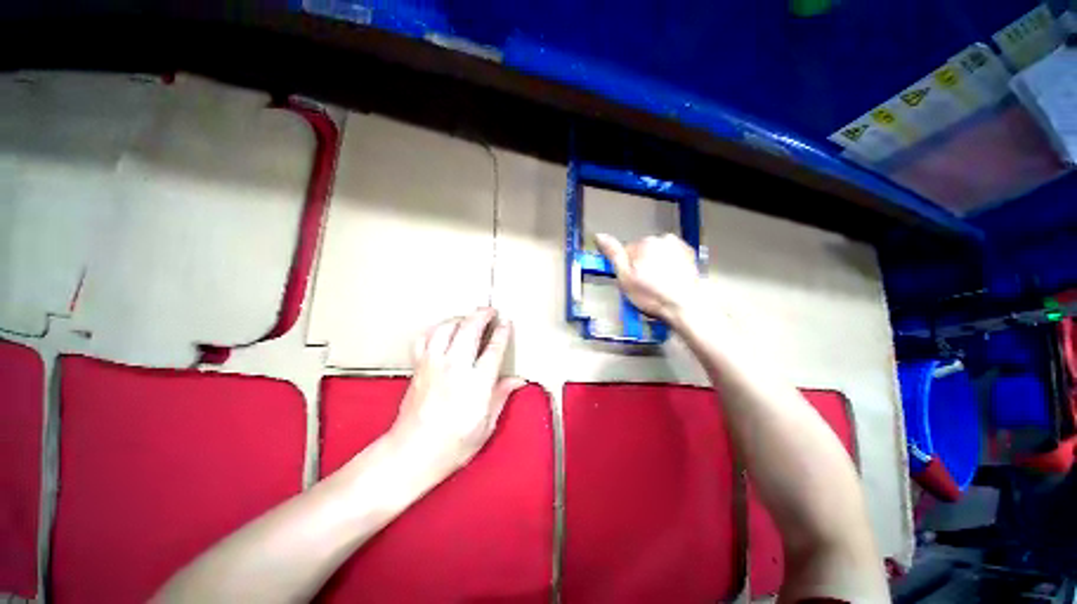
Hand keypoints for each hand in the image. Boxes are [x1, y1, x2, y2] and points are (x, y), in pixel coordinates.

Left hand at [387, 309, 524, 477]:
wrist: (411, 454)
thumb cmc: (450, 445)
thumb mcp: (486, 426)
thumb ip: (501, 397)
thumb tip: (517, 381)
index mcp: (476, 384)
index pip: (494, 348)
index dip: (502, 332)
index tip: (506, 323)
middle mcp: (455, 368)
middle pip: (470, 329)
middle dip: (482, 315)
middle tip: (490, 311)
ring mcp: (433, 365)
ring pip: (447, 328)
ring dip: (460, 318)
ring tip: (468, 318)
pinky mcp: (419, 367)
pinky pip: (425, 338)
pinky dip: (435, 329)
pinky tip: (442, 331)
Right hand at [594, 233, 702, 323]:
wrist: (685, 306)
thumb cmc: (653, 295)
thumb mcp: (625, 277)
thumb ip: (613, 254)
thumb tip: (599, 235)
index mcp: (645, 243)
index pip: (626, 251)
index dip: (626, 268)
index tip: (631, 282)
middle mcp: (662, 239)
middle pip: (642, 252)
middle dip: (641, 266)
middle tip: (644, 286)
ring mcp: (678, 246)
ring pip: (656, 255)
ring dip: (655, 266)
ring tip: (658, 285)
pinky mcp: (689, 255)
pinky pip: (671, 257)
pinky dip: (668, 267)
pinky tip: (669, 281)